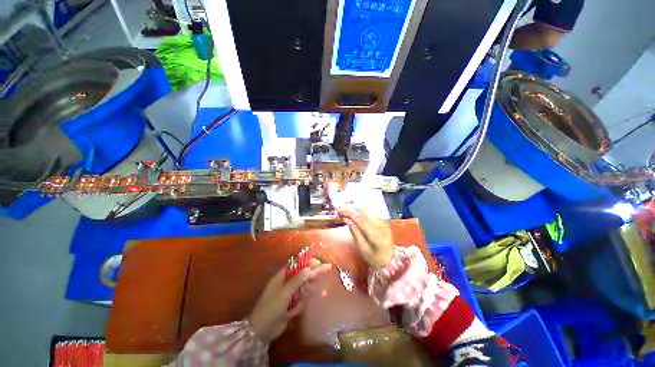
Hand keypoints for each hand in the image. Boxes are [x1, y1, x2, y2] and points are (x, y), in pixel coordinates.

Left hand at [249, 258, 331, 342]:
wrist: (261, 330)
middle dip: (314, 272)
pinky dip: (303, 302)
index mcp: (283, 276)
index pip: (298, 264)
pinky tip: (302, 306)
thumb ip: (297, 280)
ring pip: (304, 287)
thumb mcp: (284, 292)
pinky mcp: (291, 305)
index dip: (308, 262)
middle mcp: (287, 283)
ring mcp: (290, 294)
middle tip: (327, 268)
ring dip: (311, 288)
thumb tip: (308, 268)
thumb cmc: (271, 307)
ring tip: (321, 290)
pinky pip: (301, 299)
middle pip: (303, 274)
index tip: (318, 262)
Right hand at [339, 208, 394, 267]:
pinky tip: (356, 213)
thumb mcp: (362, 248)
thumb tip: (346, 219)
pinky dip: (363, 211)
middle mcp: (382, 227)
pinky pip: (372, 213)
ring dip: (357, 210)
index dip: (350, 214)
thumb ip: (355, 232)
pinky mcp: (384, 222)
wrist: (390, 260)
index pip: (362, 221)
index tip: (341, 212)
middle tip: (342, 211)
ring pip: (369, 211)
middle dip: (352, 210)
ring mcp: (384, 223)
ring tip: (348, 211)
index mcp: (377, 236)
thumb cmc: (373, 257)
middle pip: (365, 214)